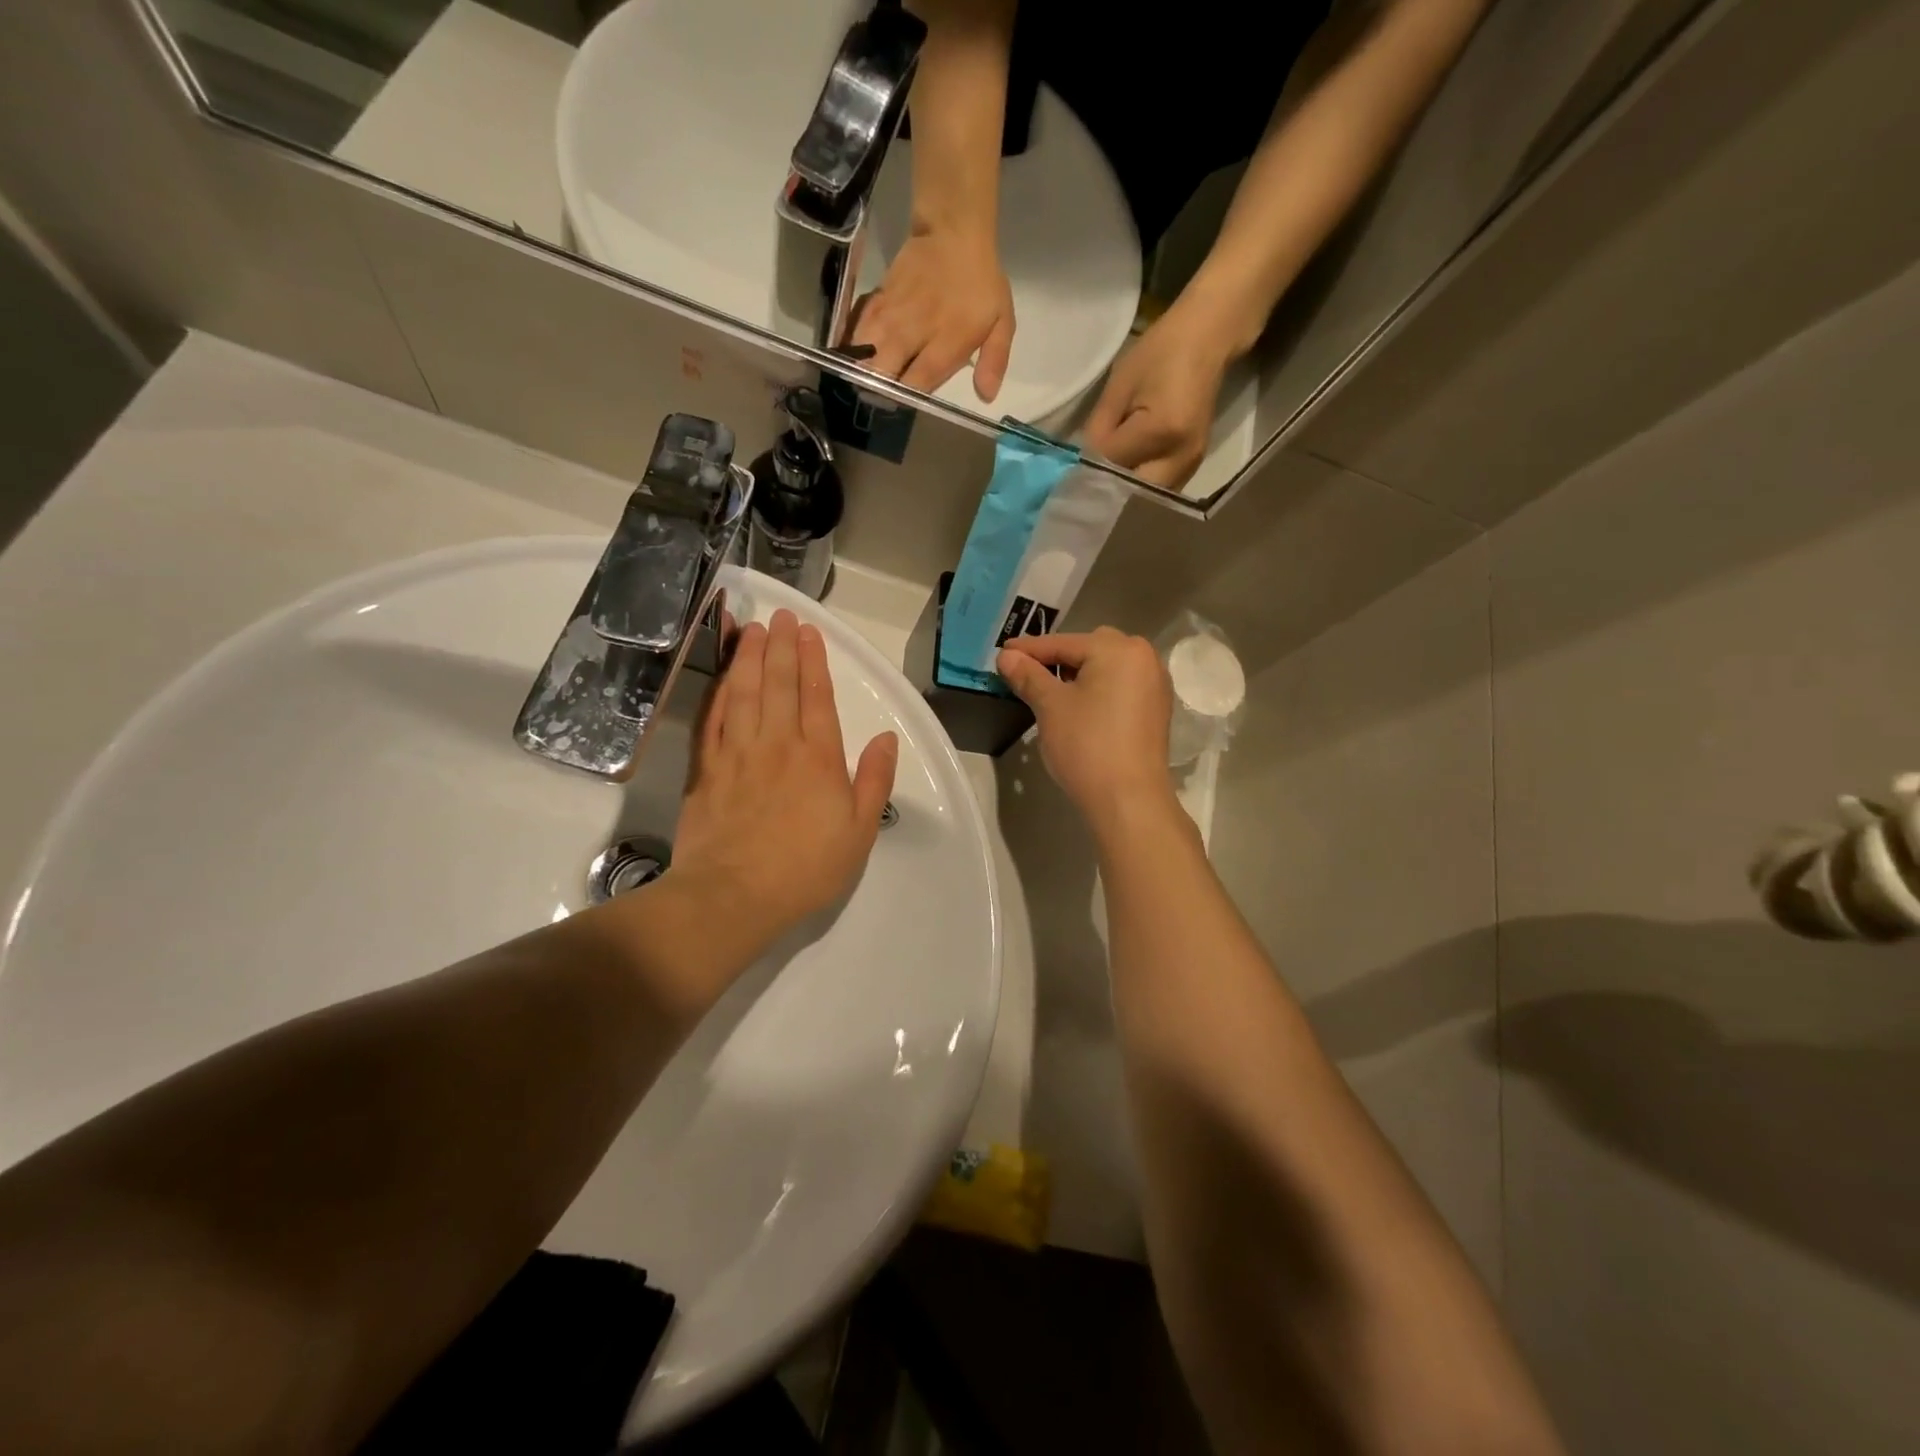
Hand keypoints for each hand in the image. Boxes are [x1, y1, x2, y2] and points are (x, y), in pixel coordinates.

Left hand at [669, 610, 898, 956]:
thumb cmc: (805, 869)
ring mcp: (737, 753)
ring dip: (749, 657)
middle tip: (781, 616)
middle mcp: (777, 744)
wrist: (734, 896)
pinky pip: (712, 718)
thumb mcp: (859, 832)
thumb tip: (887, 739)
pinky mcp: (706, 769)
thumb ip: (874, 781)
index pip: (817, 697)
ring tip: (753, 629)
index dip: (814, 661)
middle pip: (779, 684)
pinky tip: (722, 674)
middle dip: (782, 647)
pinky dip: (717, 690)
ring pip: (744, 692)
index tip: (809, 632)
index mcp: (818, 758)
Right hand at [851, 225, 1015, 400]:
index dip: (907, 399)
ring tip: (857, 386)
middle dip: (876, 391)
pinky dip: (850, 345)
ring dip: (859, 371)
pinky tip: (849, 358)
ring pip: (864, 351)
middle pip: (884, 370)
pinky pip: (856, 328)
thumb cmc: (981, 283)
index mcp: (946, 342)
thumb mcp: (1002, 321)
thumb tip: (986, 395)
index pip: (918, 381)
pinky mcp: (877, 300)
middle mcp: (914, 331)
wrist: (954, 231)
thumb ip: (995, 359)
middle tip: (875, 402)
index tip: (902, 410)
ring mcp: (892, 315)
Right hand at [996, 629, 1176, 832]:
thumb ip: (1028, 676)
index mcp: (1119, 649)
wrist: (1128, 800)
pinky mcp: (1156, 710)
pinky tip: (1080, 708)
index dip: (1029, 649)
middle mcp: (1144, 658)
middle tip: (1028, 674)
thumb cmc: (1087, 746)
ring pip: (1107, 668)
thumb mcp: (1050, 707)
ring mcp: (1155, 684)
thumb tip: (1006, 655)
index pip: (1064, 643)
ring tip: (1051, 691)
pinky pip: (1120, 686)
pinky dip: (1099, 690)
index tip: (1002, 653)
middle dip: (1058, 659)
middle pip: (1090, 648)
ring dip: (1079, 674)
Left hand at [1085, 303, 1236, 490]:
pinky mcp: (1194, 465)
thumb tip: (1087, 462)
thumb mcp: (1119, 386)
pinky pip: (1160, 489)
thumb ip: (1099, 429)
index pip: (1112, 465)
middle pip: (1132, 493)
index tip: (1081, 457)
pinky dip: (1141, 486)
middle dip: (1108, 487)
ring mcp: (1192, 464)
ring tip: (1108, 475)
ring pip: (1146, 496)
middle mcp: (1181, 456)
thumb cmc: (1161, 352)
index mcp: (1162, 431)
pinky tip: (1128, 471)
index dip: (1092, 462)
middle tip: (1089, 477)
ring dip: (1124, 491)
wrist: (1207, 340)